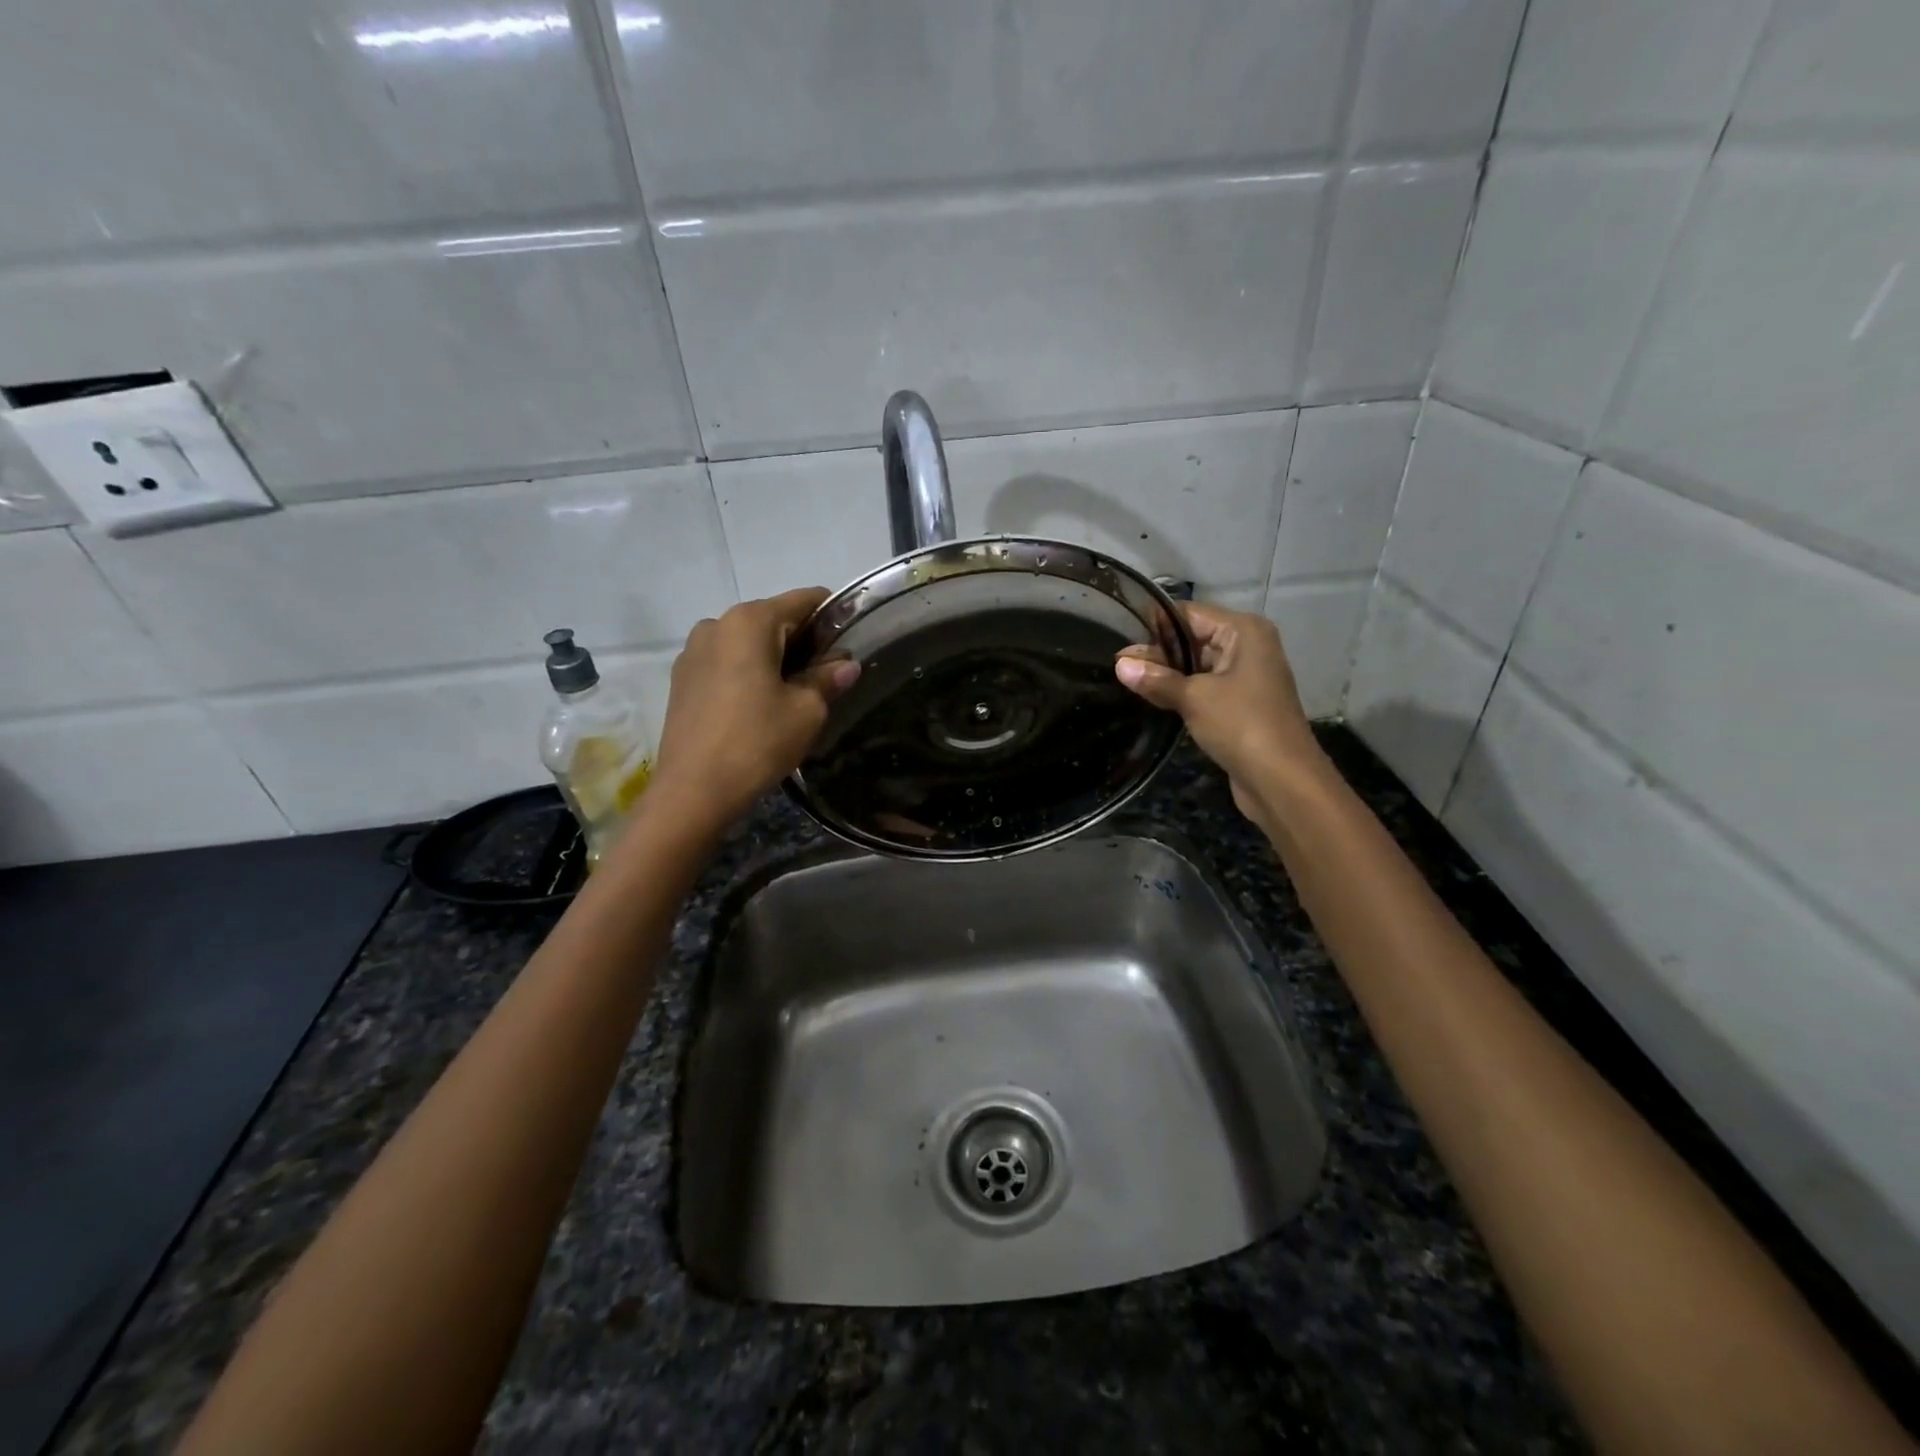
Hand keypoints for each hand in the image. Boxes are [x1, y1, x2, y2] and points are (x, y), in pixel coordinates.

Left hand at [650, 588, 859, 830]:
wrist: (693, 791)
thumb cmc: (757, 742)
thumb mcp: (806, 711)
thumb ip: (828, 678)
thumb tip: (846, 664)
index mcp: (750, 621)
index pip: (804, 600)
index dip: (833, 616)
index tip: (850, 643)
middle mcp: (717, 624)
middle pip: (774, 619)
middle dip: (804, 641)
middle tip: (827, 676)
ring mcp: (693, 650)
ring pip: (748, 642)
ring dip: (775, 659)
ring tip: (793, 695)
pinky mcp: (682, 678)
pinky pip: (727, 662)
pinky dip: (749, 672)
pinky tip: (760, 706)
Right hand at [1115, 602, 1325, 820]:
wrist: (1282, 779)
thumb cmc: (1241, 725)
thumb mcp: (1193, 698)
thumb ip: (1156, 679)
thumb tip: (1120, 664)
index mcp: (1243, 631)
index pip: (1188, 614)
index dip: (1154, 625)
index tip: (1118, 635)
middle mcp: (1247, 646)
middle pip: (1192, 638)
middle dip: (1157, 652)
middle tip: (1117, 664)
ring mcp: (1245, 676)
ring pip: (1196, 666)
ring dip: (1167, 674)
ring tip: (1126, 680)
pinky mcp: (1240, 704)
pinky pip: (1204, 688)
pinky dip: (1181, 692)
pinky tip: (1152, 699)